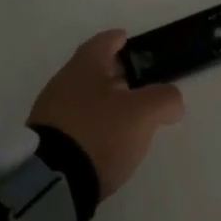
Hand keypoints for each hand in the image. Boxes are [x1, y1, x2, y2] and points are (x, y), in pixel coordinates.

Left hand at [29, 30, 184, 196]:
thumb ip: (164, 99)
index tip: (129, 40)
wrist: (53, 181)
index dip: (118, 39)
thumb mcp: (143, 113)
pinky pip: (77, 122)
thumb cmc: (99, 133)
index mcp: (84, 67)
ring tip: (129, 117)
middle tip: (140, 83)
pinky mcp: (49, 141)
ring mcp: (51, 113)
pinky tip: (108, 140)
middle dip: (116, 74)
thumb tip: (171, 103)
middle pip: (93, 70)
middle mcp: (63, 83)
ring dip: (106, 102)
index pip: (103, 42)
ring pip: (85, 97)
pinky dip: (95, 124)